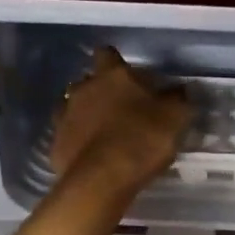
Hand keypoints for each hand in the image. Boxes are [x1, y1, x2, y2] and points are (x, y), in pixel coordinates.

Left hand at [51, 47, 192, 205]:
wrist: (101, 180)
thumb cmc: (142, 140)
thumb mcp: (174, 118)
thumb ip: (177, 99)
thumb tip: (179, 90)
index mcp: (112, 75)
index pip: (107, 54)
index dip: (117, 64)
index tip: (129, 78)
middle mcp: (82, 89)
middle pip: (89, 81)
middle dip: (101, 92)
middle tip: (121, 111)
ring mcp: (64, 116)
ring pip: (75, 108)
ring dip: (87, 117)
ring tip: (105, 136)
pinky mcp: (56, 144)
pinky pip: (69, 137)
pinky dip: (79, 143)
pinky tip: (93, 157)